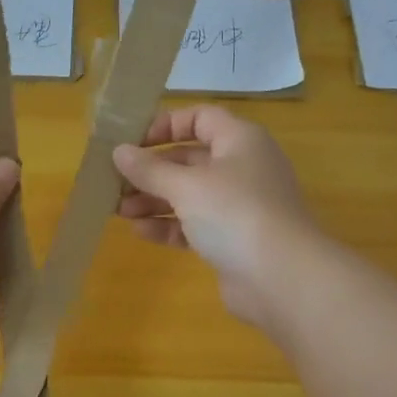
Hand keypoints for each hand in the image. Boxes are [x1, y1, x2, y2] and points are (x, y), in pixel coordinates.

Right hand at [112, 105, 319, 328]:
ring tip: (119, 210)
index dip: (165, 125)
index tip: (132, 142)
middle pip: (190, 159)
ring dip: (154, 199)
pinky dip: (169, 225)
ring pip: (189, 194)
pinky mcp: (233, 239)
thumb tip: (119, 151)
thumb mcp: (186, 186)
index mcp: (240, 141)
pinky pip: (195, 224)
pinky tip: (141, 231)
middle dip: (151, 170)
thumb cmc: (234, 214)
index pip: (200, 118)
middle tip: (115, 181)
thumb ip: (149, 169)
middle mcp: (242, 167)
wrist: (282, 278)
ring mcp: (239, 206)